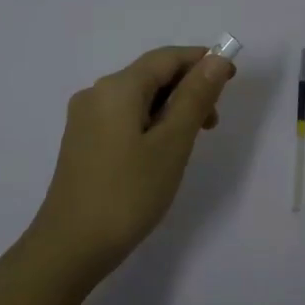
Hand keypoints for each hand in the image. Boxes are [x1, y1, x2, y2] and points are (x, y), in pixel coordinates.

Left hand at [27, 44, 235, 280]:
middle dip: (187, 89)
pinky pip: (123, 118)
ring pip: (137, 99)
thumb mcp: (172, 144)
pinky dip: (150, 124)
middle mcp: (96, 93)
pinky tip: (161, 152)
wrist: (72, 246)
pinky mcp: (82, 143)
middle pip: (150, 75)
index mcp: (117, 87)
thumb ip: (195, 98)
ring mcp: (85, 119)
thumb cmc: (128, 193)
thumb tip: (215, 60)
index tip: (233, 78)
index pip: (166, 57)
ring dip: (170, 109)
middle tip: (214, 123)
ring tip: (191, 142)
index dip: (202, 61)